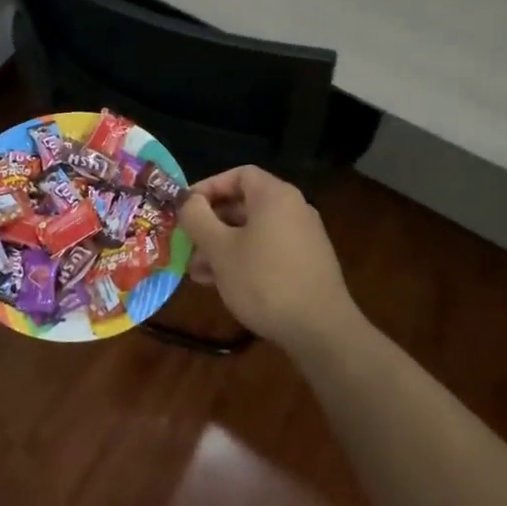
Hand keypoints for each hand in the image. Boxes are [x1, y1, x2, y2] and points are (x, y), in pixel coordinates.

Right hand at [177, 167, 357, 351]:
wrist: (321, 330)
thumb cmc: (264, 280)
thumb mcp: (220, 249)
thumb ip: (197, 218)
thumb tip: (187, 200)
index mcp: (275, 196)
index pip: (238, 175)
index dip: (208, 187)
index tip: (185, 208)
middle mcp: (293, 209)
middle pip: (244, 204)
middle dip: (211, 224)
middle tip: (187, 244)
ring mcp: (303, 237)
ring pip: (253, 231)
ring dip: (222, 246)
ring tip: (197, 272)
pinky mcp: (307, 264)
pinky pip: (268, 250)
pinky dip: (243, 259)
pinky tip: (222, 284)